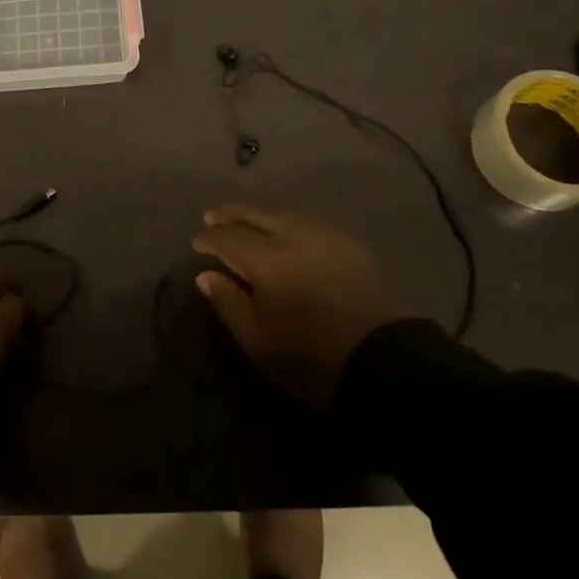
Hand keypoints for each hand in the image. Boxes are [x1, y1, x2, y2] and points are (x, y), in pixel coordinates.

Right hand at [193, 206, 392, 408]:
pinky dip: (286, 222)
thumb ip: (228, 303)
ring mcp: (323, 235)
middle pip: (254, 216)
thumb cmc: (309, 358)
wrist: (380, 363)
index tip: (197, 244)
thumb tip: (206, 275)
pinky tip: (283, 229)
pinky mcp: (347, 243)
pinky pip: (307, 222)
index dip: (210, 239)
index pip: (228, 238)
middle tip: (213, 216)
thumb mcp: (258, 341)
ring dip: (258, 215)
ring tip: (244, 219)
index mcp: (266, 260)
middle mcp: (292, 236)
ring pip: (281, 215)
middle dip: (230, 216)